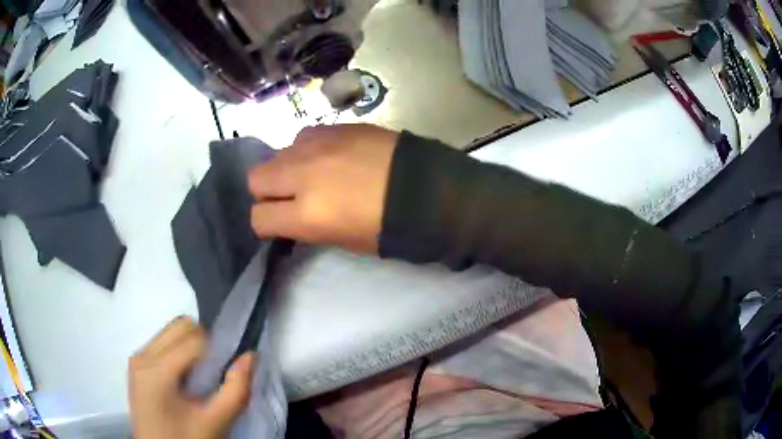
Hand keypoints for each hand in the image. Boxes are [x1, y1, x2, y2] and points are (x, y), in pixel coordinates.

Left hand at [128, 316, 253, 438]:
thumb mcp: (215, 422)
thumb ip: (236, 390)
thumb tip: (251, 356)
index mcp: (158, 370)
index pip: (195, 339)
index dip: (217, 351)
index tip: (226, 373)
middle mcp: (143, 355)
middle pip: (180, 327)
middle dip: (203, 344)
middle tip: (213, 374)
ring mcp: (137, 358)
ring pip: (171, 331)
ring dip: (190, 347)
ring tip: (198, 378)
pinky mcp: (136, 363)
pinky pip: (161, 342)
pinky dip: (178, 352)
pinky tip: (183, 379)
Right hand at [248, 124, 398, 253]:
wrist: (428, 189)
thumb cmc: (389, 226)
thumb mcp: (343, 240)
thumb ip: (308, 227)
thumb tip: (292, 216)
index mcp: (307, 214)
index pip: (259, 218)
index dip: (265, 225)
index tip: (277, 225)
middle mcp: (303, 175)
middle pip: (256, 177)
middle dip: (266, 192)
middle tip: (288, 198)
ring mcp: (318, 145)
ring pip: (278, 153)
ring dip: (287, 168)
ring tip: (312, 175)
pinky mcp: (336, 127)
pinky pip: (303, 136)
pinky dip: (307, 150)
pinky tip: (329, 157)